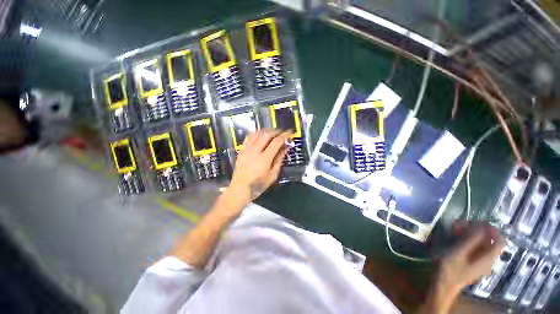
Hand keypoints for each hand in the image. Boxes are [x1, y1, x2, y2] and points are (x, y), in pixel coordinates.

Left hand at [229, 129, 290, 200]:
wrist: (240, 189)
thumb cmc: (259, 184)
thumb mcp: (273, 175)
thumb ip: (279, 160)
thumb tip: (285, 148)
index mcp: (264, 158)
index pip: (276, 142)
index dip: (284, 136)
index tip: (290, 133)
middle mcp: (255, 151)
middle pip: (266, 135)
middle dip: (276, 131)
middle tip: (282, 132)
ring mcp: (246, 149)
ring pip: (257, 134)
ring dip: (266, 131)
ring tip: (272, 133)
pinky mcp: (241, 150)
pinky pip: (249, 137)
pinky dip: (256, 133)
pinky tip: (260, 135)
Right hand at [423, 221, 504, 313]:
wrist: (442, 285)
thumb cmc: (449, 269)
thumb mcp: (458, 253)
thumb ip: (470, 241)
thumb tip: (481, 227)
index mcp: (488, 258)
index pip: (500, 240)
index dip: (492, 229)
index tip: (477, 222)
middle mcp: (487, 259)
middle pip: (489, 240)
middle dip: (477, 229)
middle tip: (461, 223)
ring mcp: (479, 261)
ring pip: (480, 243)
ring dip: (469, 233)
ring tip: (455, 227)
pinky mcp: (472, 261)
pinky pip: (473, 247)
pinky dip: (466, 239)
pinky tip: (454, 235)